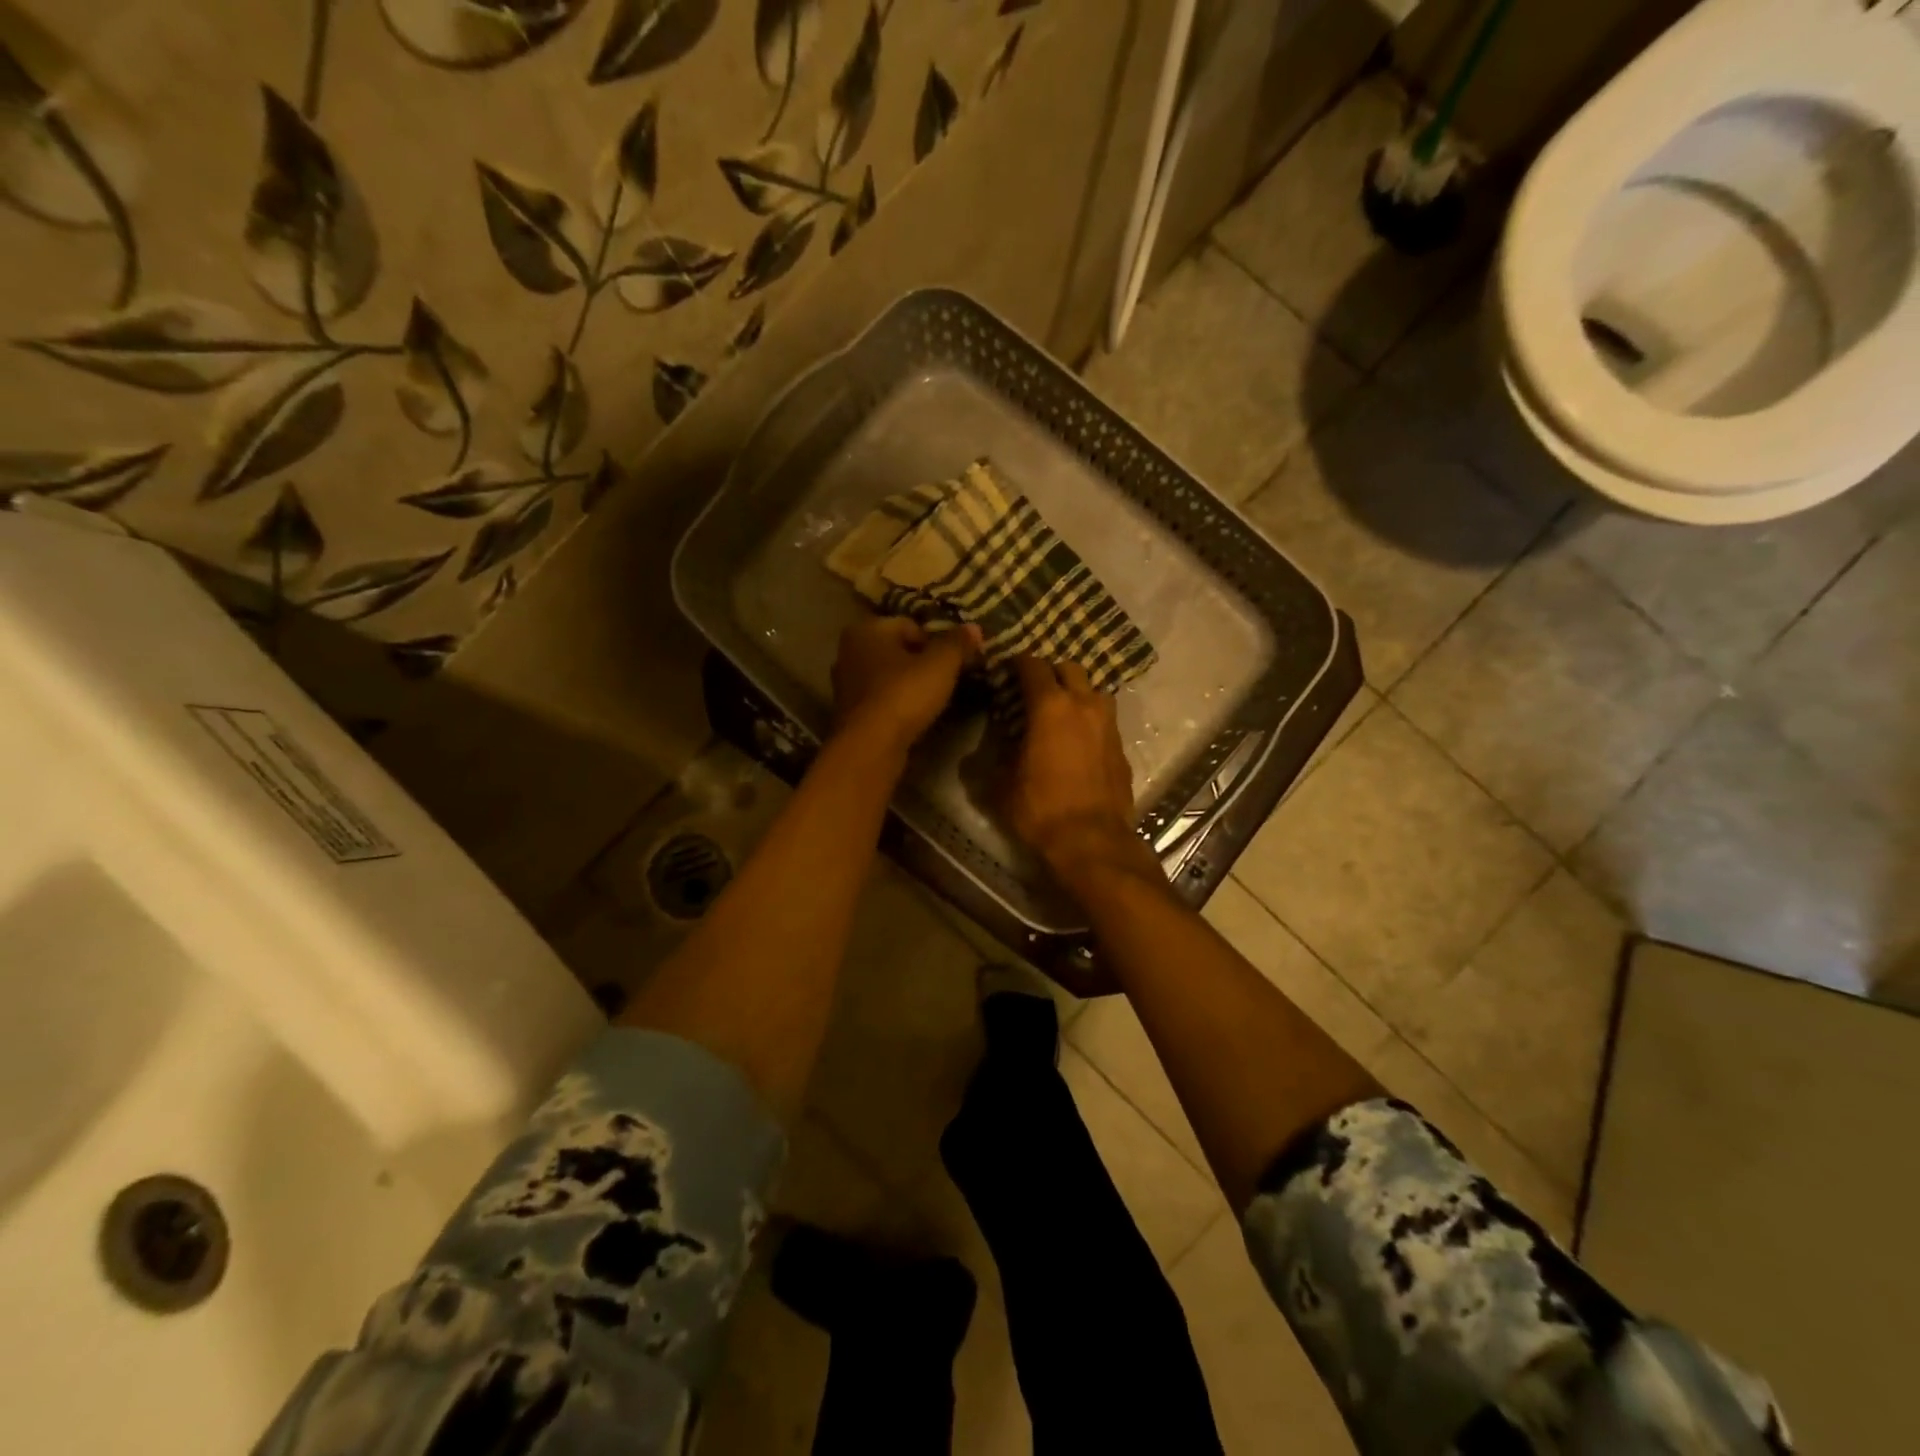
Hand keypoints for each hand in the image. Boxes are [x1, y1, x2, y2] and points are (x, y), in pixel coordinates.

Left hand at [831, 615, 980, 755]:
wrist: (870, 745)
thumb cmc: (904, 694)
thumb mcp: (941, 665)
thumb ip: (957, 643)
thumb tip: (974, 627)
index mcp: (867, 629)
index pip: (910, 625)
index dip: (936, 642)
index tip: (952, 662)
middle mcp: (848, 650)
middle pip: (896, 650)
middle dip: (920, 662)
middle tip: (944, 680)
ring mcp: (844, 683)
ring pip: (886, 675)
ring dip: (907, 684)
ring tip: (930, 700)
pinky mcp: (847, 712)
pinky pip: (879, 698)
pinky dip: (895, 703)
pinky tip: (911, 716)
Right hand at [1001, 657, 1160, 892]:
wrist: (1093, 841)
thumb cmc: (1040, 809)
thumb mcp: (1002, 785)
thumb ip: (994, 758)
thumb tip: (986, 749)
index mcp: (1051, 707)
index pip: (1033, 666)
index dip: (1017, 663)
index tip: (1007, 669)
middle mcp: (1084, 705)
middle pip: (1070, 668)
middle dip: (1051, 672)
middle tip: (1034, 688)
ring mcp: (1108, 725)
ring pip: (1094, 691)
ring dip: (1076, 693)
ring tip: (1060, 712)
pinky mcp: (1122, 747)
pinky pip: (1104, 720)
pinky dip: (1090, 720)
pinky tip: (1078, 740)